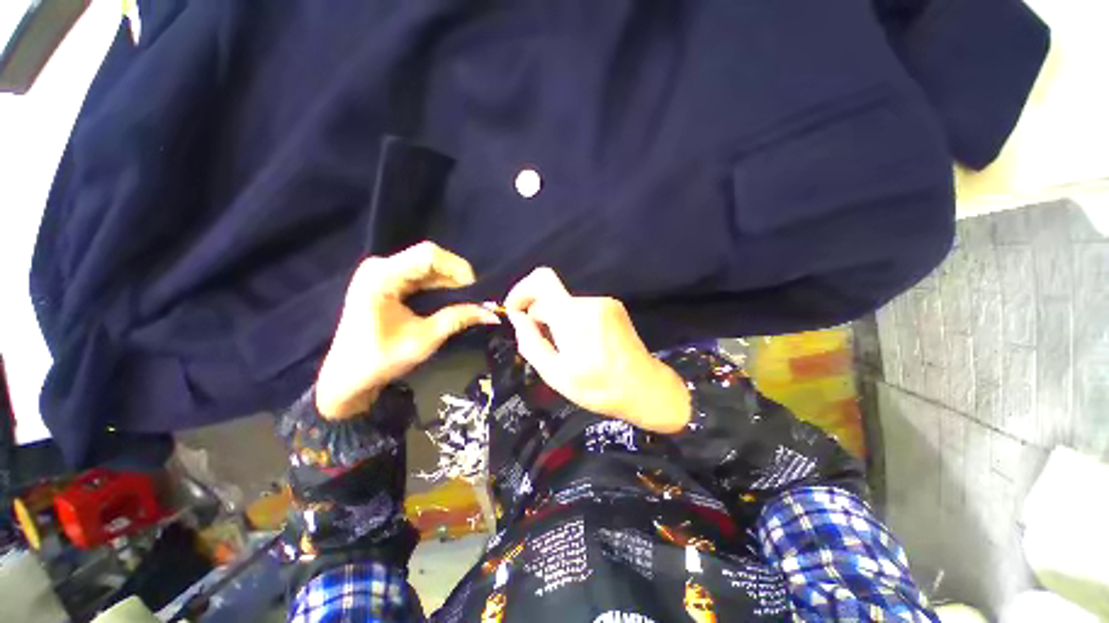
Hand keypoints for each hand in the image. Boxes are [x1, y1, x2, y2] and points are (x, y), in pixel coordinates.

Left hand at [315, 242, 499, 418]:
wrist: (347, 376)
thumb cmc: (380, 360)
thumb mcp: (424, 340)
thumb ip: (457, 319)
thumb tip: (491, 313)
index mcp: (381, 277)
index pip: (428, 255)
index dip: (457, 268)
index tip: (475, 289)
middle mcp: (380, 267)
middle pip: (428, 257)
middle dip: (456, 275)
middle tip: (474, 296)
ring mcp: (381, 272)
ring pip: (427, 265)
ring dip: (450, 280)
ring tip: (467, 298)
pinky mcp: (386, 280)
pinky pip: (420, 274)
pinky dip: (439, 284)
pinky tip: (451, 296)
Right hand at [504, 268, 690, 433]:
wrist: (646, 388)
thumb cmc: (599, 387)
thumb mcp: (555, 373)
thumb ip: (531, 342)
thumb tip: (517, 317)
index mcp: (572, 316)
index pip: (541, 279)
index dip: (521, 290)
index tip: (516, 312)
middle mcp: (589, 301)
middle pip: (551, 297)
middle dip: (539, 316)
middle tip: (544, 346)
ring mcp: (604, 303)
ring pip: (566, 305)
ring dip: (558, 322)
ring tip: (568, 351)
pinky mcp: (614, 308)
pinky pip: (583, 308)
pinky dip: (574, 322)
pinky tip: (584, 345)